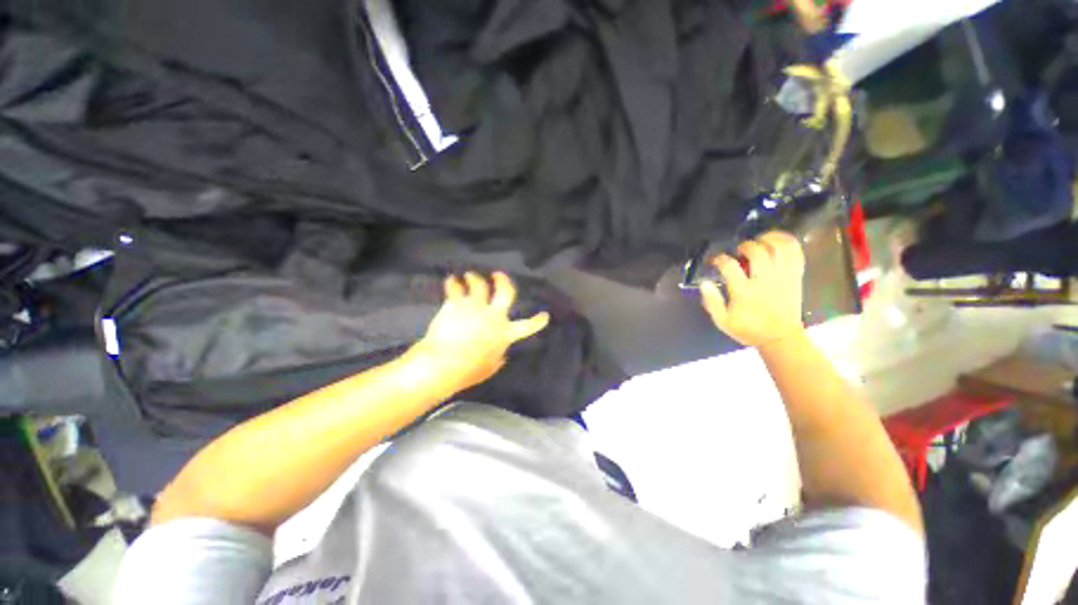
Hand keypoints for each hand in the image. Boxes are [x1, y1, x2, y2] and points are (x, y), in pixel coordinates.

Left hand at [408, 271, 549, 394]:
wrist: (445, 362)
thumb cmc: (468, 370)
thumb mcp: (489, 368)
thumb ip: (498, 358)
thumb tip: (501, 354)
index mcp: (504, 333)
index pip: (527, 327)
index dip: (538, 322)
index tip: (545, 315)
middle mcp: (494, 316)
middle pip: (505, 292)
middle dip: (503, 281)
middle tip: (498, 275)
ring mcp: (476, 307)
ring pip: (479, 284)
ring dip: (474, 278)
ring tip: (469, 276)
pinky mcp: (457, 304)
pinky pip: (455, 288)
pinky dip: (453, 283)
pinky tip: (451, 280)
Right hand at [700, 231, 805, 348]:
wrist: (781, 338)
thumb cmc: (749, 330)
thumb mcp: (722, 321)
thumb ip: (712, 302)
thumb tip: (704, 283)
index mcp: (744, 292)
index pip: (729, 266)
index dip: (719, 259)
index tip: (714, 260)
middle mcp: (765, 281)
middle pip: (756, 251)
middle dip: (744, 246)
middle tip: (739, 251)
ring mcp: (783, 277)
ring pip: (779, 247)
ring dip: (768, 239)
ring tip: (759, 240)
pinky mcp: (795, 276)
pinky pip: (795, 252)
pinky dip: (787, 242)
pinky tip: (777, 242)